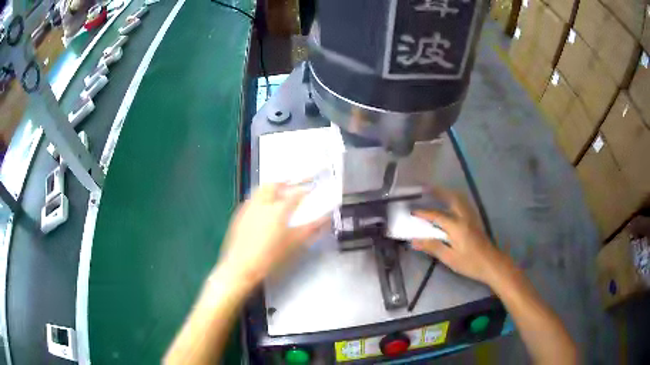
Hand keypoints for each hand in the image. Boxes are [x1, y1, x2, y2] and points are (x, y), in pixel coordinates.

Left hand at [217, 183, 328, 289]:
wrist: (241, 266)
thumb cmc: (269, 257)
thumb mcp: (294, 244)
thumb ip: (311, 229)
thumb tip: (324, 220)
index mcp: (278, 210)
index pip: (296, 194)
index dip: (306, 189)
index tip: (312, 188)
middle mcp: (262, 204)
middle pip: (275, 184)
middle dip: (285, 181)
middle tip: (293, 183)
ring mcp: (248, 208)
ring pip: (261, 190)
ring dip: (271, 187)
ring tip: (278, 191)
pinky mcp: (239, 215)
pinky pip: (251, 199)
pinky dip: (260, 198)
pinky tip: (263, 207)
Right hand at [411, 189, 504, 284]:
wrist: (492, 264)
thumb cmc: (471, 263)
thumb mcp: (450, 258)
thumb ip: (433, 247)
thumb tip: (414, 241)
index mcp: (457, 226)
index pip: (437, 216)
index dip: (424, 213)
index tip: (412, 211)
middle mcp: (464, 217)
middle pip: (451, 198)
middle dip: (438, 192)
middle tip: (426, 189)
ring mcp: (471, 217)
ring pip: (459, 199)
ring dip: (447, 193)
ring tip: (437, 192)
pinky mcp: (475, 220)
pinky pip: (464, 203)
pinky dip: (455, 199)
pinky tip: (451, 203)